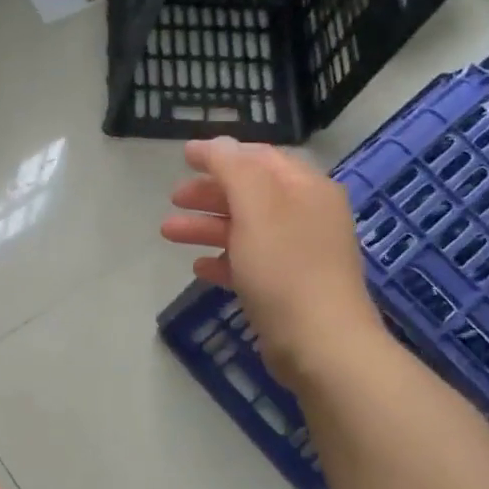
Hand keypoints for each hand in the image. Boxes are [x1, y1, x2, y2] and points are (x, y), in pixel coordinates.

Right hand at [160, 137, 382, 385]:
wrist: (321, 344)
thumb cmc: (286, 269)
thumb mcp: (257, 209)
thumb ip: (234, 170)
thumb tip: (218, 144)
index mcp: (306, 189)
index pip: (260, 158)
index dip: (222, 154)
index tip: (184, 156)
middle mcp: (306, 216)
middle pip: (251, 193)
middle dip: (210, 193)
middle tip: (174, 198)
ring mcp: (299, 254)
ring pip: (245, 229)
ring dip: (207, 227)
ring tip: (168, 232)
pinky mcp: (288, 288)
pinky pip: (249, 263)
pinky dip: (222, 259)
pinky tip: (199, 267)